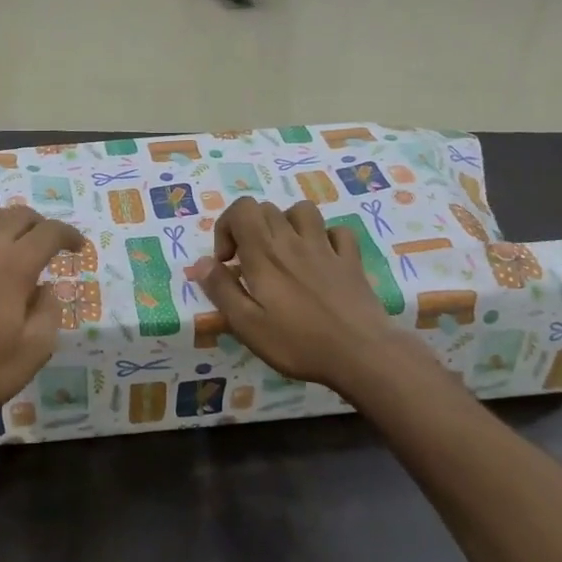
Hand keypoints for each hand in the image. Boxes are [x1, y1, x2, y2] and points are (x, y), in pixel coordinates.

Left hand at [0, 206, 84, 452]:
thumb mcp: (35, 351)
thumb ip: (49, 312)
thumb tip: (46, 289)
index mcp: (15, 267)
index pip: (49, 233)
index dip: (68, 235)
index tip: (78, 248)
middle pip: (17, 215)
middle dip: (39, 223)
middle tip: (48, 242)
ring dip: (2, 216)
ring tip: (10, 231)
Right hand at [192, 198, 401, 390]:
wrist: (361, 353)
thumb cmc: (298, 342)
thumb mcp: (246, 324)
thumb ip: (221, 289)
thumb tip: (200, 263)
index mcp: (265, 254)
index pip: (241, 209)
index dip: (226, 227)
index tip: (227, 262)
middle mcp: (294, 241)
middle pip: (267, 208)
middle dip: (251, 228)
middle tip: (250, 264)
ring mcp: (327, 248)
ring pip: (303, 211)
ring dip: (287, 224)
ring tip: (284, 252)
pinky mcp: (351, 261)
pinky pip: (338, 232)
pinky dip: (325, 238)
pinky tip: (321, 259)